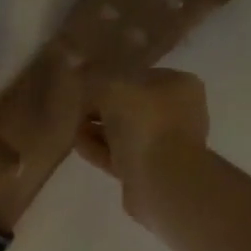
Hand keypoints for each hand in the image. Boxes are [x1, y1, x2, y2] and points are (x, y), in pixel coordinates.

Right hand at [75, 67, 209, 224]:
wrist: (161, 180)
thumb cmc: (145, 123)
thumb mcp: (113, 87)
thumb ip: (94, 78)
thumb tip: (79, 71)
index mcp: (179, 85)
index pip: (137, 75)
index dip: (107, 78)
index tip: (81, 85)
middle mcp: (177, 113)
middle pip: (129, 105)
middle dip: (99, 107)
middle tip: (73, 108)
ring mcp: (165, 145)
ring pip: (123, 132)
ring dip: (97, 130)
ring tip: (70, 127)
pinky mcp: (149, 171)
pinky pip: (119, 155)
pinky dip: (99, 149)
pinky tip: (77, 145)